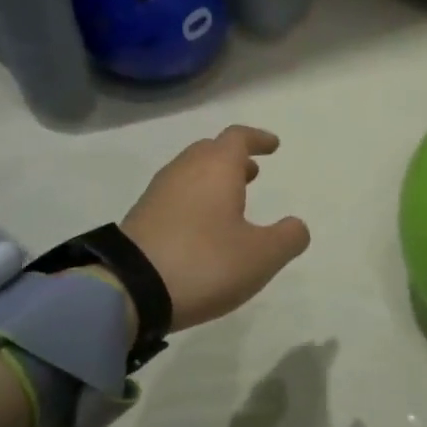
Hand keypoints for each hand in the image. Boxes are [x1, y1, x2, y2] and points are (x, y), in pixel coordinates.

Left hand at [118, 126, 310, 330]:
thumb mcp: (261, 256)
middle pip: (210, 150)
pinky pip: (175, 195)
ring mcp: (158, 192)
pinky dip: (194, 199)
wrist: (130, 289)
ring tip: (231, 200)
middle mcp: (185, 170)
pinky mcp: (141, 216)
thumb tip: (296, 225)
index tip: (273, 145)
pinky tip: (202, 226)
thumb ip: (288, 238)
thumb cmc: (205, 262)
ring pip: (190, 172)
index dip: (258, 138)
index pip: (238, 137)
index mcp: (216, 168)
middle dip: (233, 158)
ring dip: (213, 179)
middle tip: (252, 172)